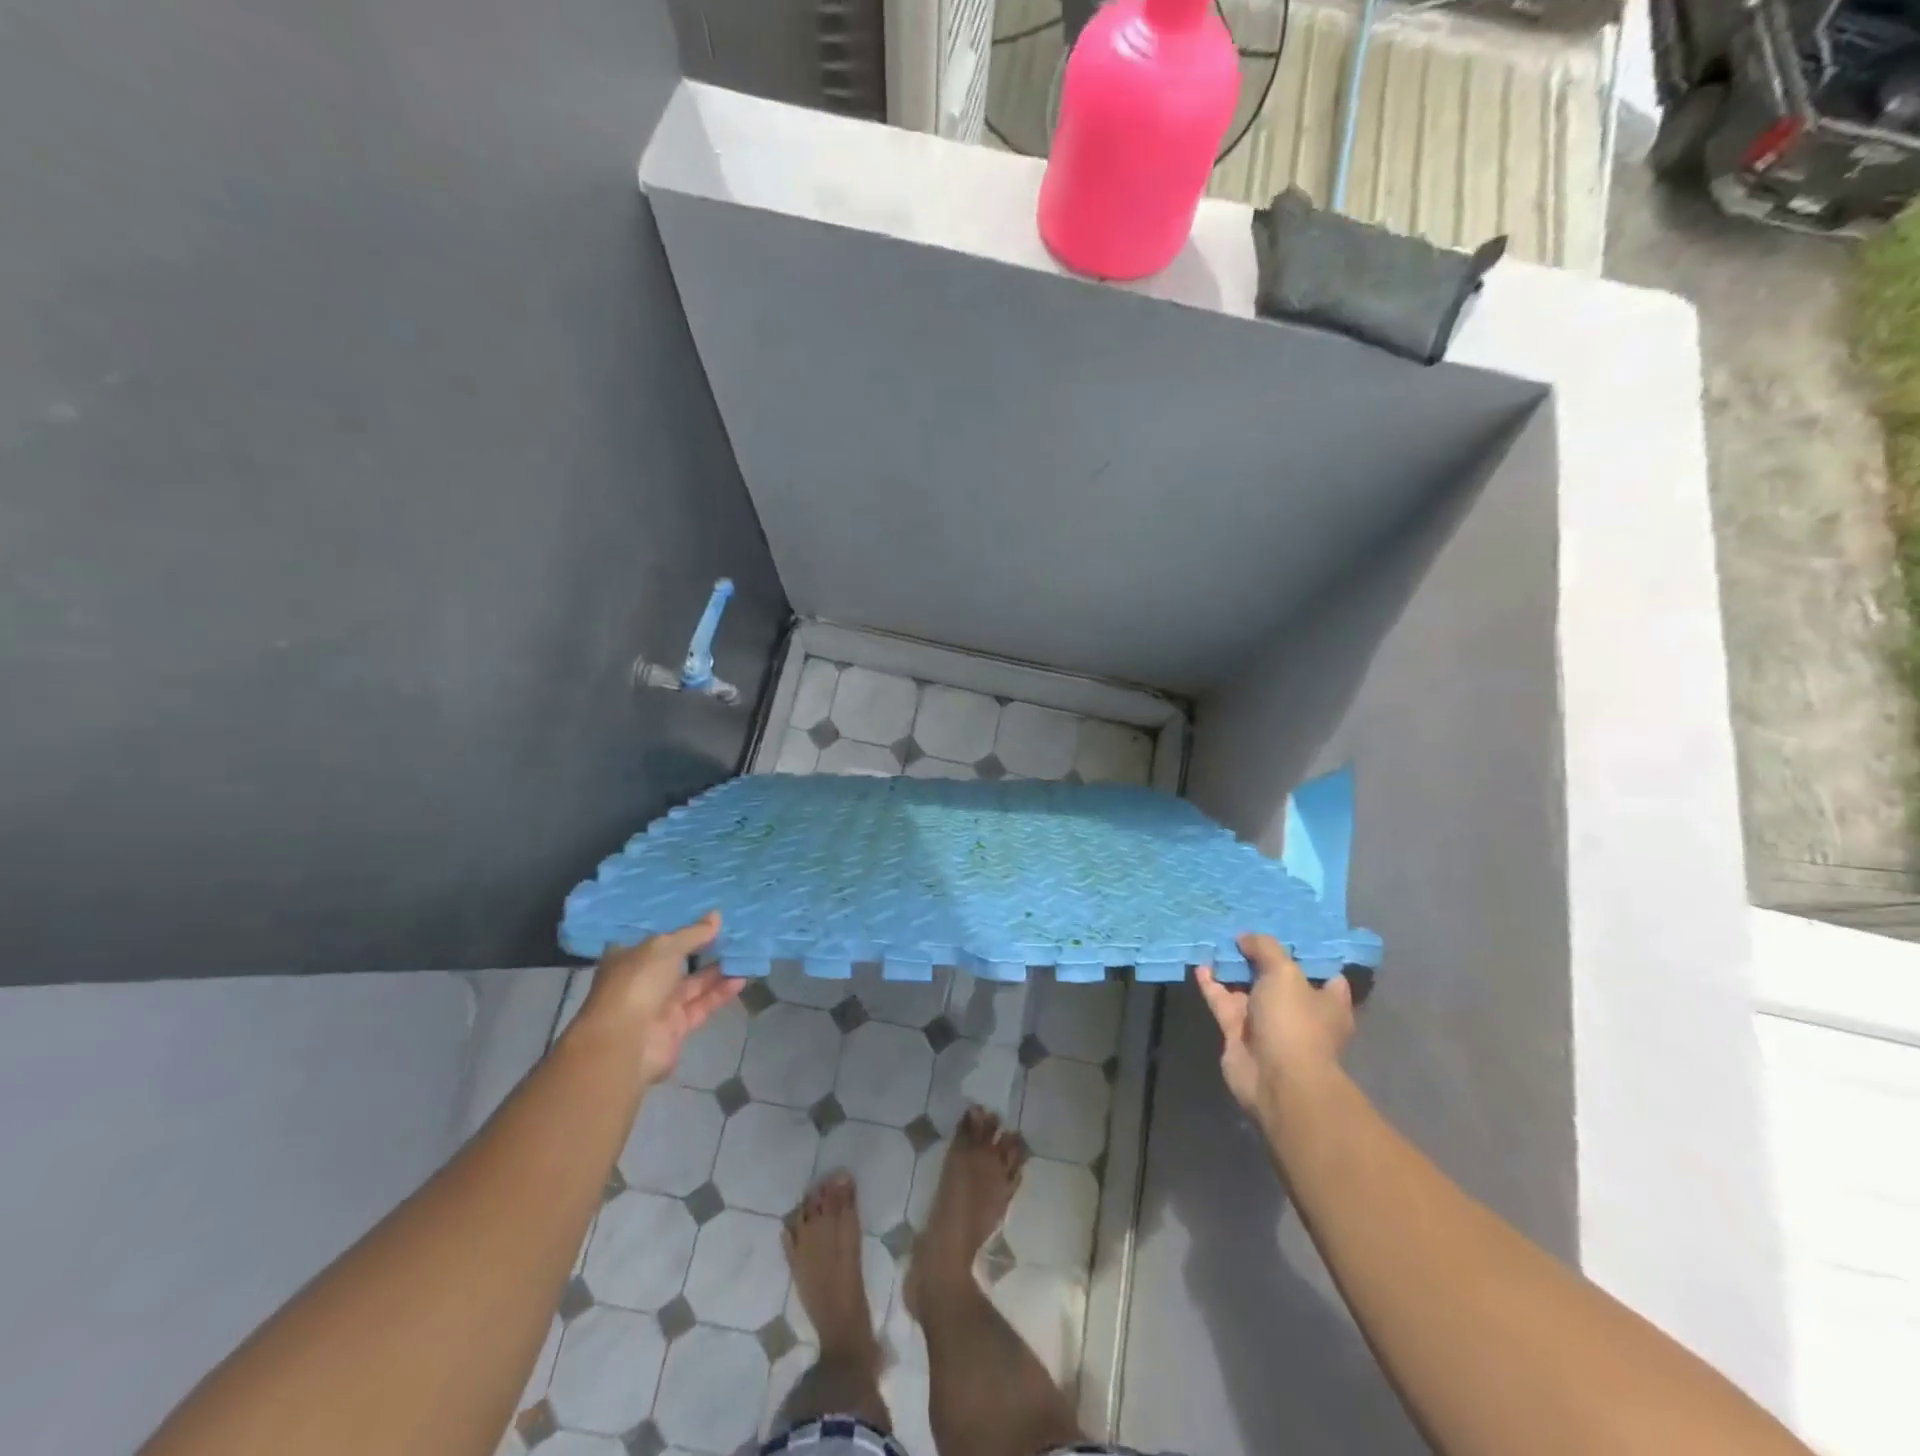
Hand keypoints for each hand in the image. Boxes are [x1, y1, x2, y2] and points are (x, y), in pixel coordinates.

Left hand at [577, 912, 742, 1086]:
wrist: (625, 1044)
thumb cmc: (637, 983)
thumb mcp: (665, 948)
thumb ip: (693, 933)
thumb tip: (716, 916)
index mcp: (628, 957)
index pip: (655, 938)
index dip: (678, 927)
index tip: (703, 915)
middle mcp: (642, 980)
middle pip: (677, 961)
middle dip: (702, 949)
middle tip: (732, 933)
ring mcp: (658, 1006)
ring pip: (692, 984)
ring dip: (716, 971)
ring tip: (743, 954)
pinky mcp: (675, 1027)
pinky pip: (702, 1005)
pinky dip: (720, 993)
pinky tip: (741, 978)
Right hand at [1196, 933, 1354, 1123]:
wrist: (1275, 1080)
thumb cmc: (1294, 1022)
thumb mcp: (1285, 972)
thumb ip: (1265, 948)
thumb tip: (1246, 938)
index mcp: (1326, 1002)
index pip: (1323, 973)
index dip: (1306, 952)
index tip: (1286, 932)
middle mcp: (1298, 1012)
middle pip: (1278, 978)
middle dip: (1260, 956)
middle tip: (1242, 931)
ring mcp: (1267, 1024)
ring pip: (1247, 989)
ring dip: (1232, 968)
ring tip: (1216, 941)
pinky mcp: (1239, 1033)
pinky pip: (1223, 1001)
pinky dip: (1212, 984)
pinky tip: (1200, 964)